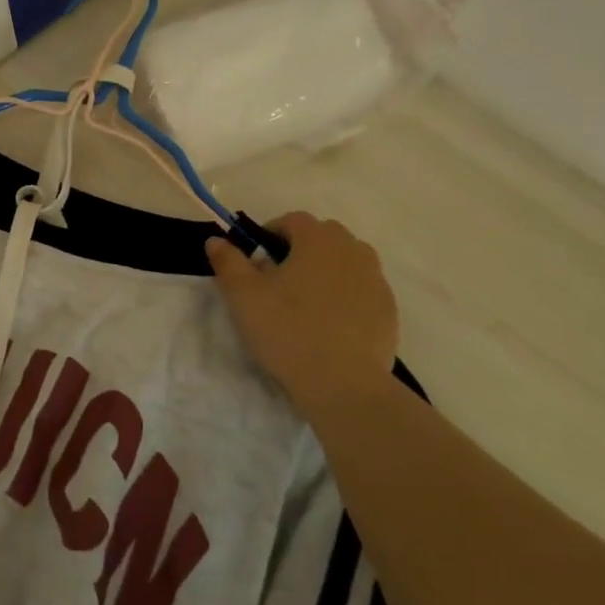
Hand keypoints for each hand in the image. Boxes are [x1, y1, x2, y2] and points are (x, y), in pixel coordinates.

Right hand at [205, 212, 399, 404]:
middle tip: (278, 281)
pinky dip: (344, 296)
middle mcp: (353, 250)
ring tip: (305, 303)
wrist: (343, 384)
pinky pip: (361, 290)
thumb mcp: (243, 296)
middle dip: (300, 249)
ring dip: (325, 271)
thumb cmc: (287, 331)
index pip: (293, 220)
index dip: (270, 233)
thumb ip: (228, 262)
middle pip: (323, 236)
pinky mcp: (388, 309)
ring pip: (346, 262)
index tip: (256, 260)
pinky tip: (328, 325)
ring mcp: (376, 280)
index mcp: (319, 240)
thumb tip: (216, 240)